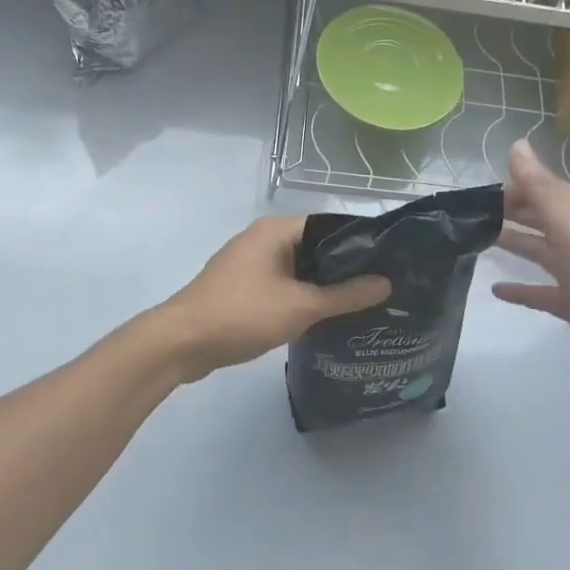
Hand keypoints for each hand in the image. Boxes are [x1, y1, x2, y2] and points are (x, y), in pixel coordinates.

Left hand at [156, 215, 391, 381]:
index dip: (359, 243)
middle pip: (314, 247)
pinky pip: (281, 285)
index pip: (329, 226)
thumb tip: (386, 283)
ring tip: (359, 303)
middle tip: (380, 287)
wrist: (181, 343)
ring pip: (297, 268)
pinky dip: (301, 296)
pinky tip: (323, 316)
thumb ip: (346, 295)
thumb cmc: (243, 314)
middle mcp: (262, 239)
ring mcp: (248, 263)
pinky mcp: (241, 287)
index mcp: (276, 230)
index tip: (388, 263)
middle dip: (344, 268)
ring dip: (322, 285)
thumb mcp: (302, 306)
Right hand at [492, 140, 569, 396]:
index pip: (544, 190)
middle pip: (541, 219)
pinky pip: (540, 293)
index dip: (516, 185)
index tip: (479, 189)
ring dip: (513, 243)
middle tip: (470, 213)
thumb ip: (540, 186)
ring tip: (476, 240)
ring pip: (539, 252)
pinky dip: (519, 290)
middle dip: (511, 211)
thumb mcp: (568, 223)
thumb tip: (517, 144)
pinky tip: (495, 290)